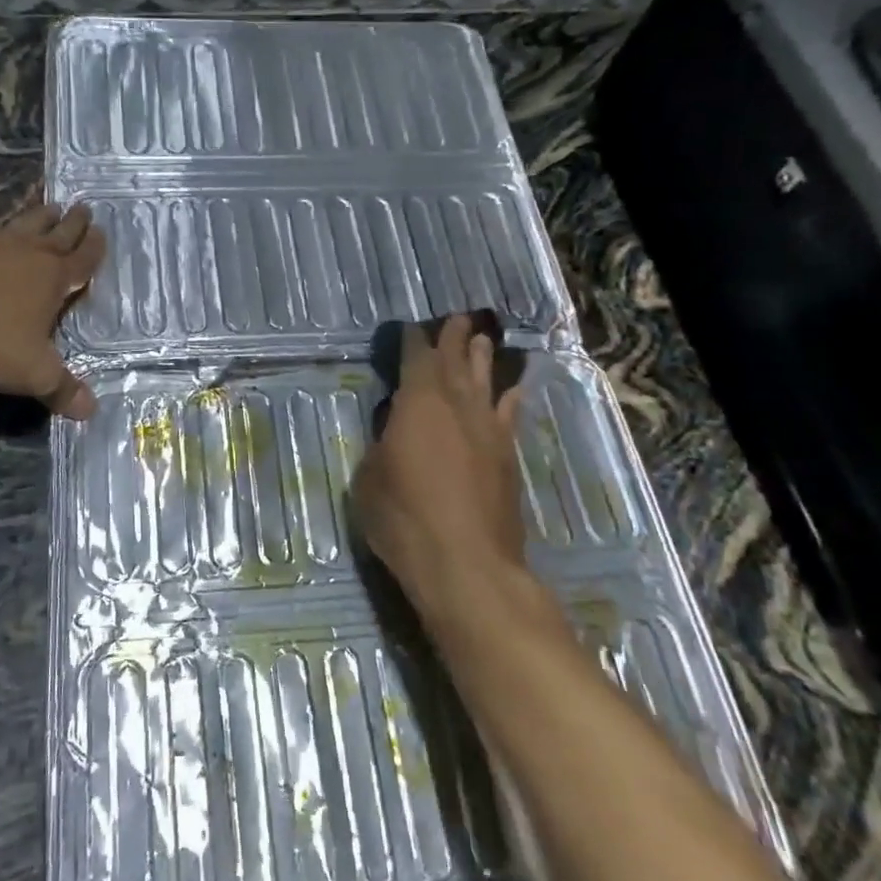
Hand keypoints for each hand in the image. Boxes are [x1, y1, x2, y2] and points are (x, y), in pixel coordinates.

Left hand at [0, 199, 107, 418]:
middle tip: (83, 208)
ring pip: (20, 222)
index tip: (102, 231)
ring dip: (35, 214)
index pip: (82, 261)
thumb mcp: (31, 372)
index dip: (94, 250)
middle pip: (56, 234)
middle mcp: (26, 253)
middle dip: (72, 224)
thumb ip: (61, 389)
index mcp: (53, 281)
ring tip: (48, 203)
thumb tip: (91, 412)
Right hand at [353, 315, 529, 609]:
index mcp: (418, 404)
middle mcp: (458, 406)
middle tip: (456, 317)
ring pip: (486, 382)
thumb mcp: (369, 480)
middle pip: (456, 361)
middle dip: (453, 337)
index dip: (413, 341)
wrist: (467, 564)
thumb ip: (381, 447)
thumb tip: (393, 433)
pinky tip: (511, 390)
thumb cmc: (404, 519)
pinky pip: (507, 414)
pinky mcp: (507, 458)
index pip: (416, 359)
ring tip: (481, 338)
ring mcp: (488, 431)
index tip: (411, 328)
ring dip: (482, 358)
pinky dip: (508, 398)